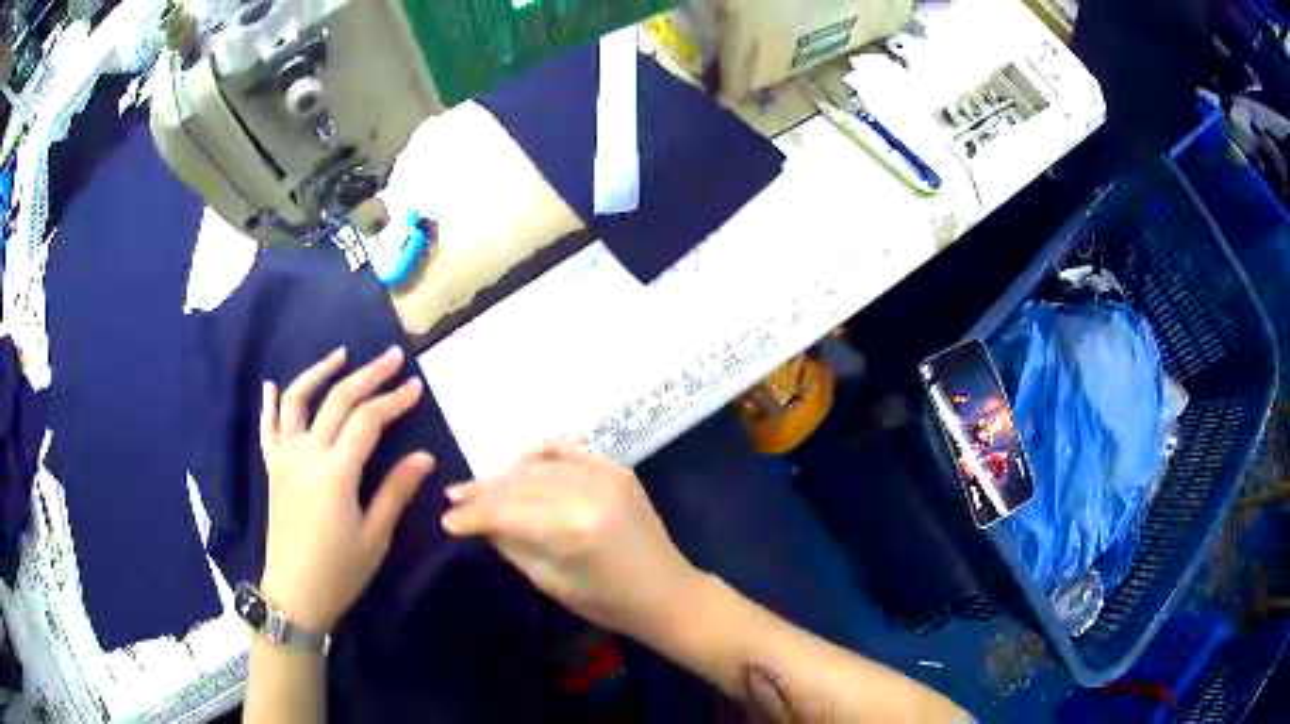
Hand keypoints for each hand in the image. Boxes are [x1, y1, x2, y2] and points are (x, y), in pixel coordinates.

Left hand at [259, 346, 434, 633]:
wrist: (294, 594)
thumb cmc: (339, 571)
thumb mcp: (375, 537)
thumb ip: (395, 491)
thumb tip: (424, 456)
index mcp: (335, 472)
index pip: (367, 421)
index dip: (393, 400)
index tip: (416, 385)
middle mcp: (306, 454)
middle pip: (337, 400)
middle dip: (368, 375)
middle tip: (392, 356)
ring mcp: (285, 458)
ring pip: (297, 400)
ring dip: (319, 372)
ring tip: (341, 355)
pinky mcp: (273, 468)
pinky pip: (268, 427)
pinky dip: (270, 403)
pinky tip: (273, 385)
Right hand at [441, 442, 702, 641]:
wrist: (667, 592)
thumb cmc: (608, 602)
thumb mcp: (551, 582)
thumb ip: (511, 545)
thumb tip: (478, 522)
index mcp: (573, 528)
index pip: (506, 511)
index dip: (472, 515)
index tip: (447, 520)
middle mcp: (589, 491)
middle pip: (519, 483)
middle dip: (483, 492)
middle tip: (454, 498)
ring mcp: (607, 474)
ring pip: (539, 464)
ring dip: (505, 474)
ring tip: (479, 486)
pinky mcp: (617, 469)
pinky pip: (569, 451)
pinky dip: (540, 455)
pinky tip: (518, 464)